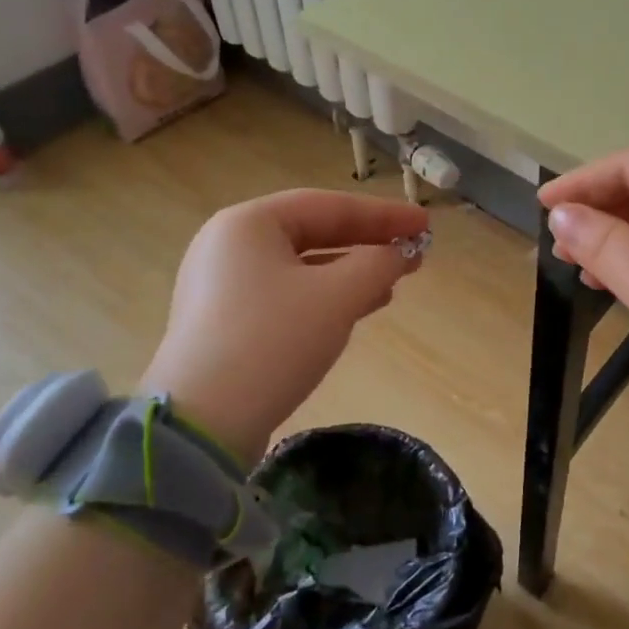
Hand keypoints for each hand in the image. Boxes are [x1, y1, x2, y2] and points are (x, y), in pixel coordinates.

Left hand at [140, 189, 428, 464]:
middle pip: (313, 232)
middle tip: (414, 251)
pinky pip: (287, 293)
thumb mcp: (336, 297)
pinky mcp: (226, 322)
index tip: (425, 224)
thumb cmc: (273, 341)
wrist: (203, 423)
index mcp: (248, 224)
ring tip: (395, 280)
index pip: (328, 205)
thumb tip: (401, 253)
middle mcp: (230, 245)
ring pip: (302, 266)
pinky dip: (326, 295)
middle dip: (368, 242)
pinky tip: (359, 307)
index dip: (383, 214)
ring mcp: (223, 285)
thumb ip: (378, 264)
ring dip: (351, 271)